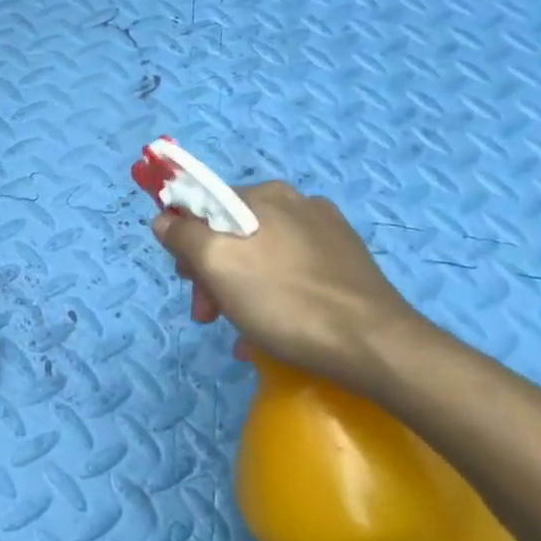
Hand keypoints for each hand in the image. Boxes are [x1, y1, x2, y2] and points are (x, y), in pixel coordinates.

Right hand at [152, 181, 428, 394]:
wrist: (376, 346)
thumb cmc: (285, 301)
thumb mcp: (217, 265)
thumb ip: (183, 235)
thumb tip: (164, 219)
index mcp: (265, 194)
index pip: (203, 203)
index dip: (184, 240)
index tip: (185, 280)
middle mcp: (296, 202)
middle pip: (232, 231)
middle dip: (212, 271)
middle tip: (210, 315)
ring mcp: (327, 232)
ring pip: (261, 254)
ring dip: (239, 288)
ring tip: (242, 331)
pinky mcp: (347, 263)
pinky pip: (291, 271)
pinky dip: (272, 295)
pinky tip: (272, 329)